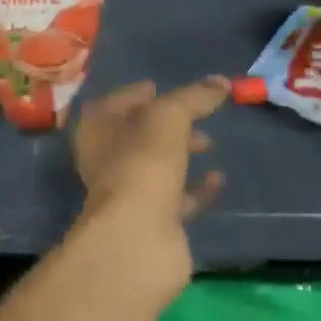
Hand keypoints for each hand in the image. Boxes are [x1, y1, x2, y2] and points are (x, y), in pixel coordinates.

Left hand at [71, 77, 230, 272]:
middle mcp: (107, 159)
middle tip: (197, 115)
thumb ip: (195, 97)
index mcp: (98, 128)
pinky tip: (219, 179)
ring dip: (182, 154)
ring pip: (158, 166)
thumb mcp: (171, 116)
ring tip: (210, 143)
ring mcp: (128, 193)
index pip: (116, 102)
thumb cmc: (144, 161)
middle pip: (139, 134)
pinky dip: (196, 188)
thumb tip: (222, 82)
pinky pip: (177, 197)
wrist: (139, 238)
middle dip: (168, 124)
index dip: (137, 94)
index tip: (162, 88)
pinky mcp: (152, 222)